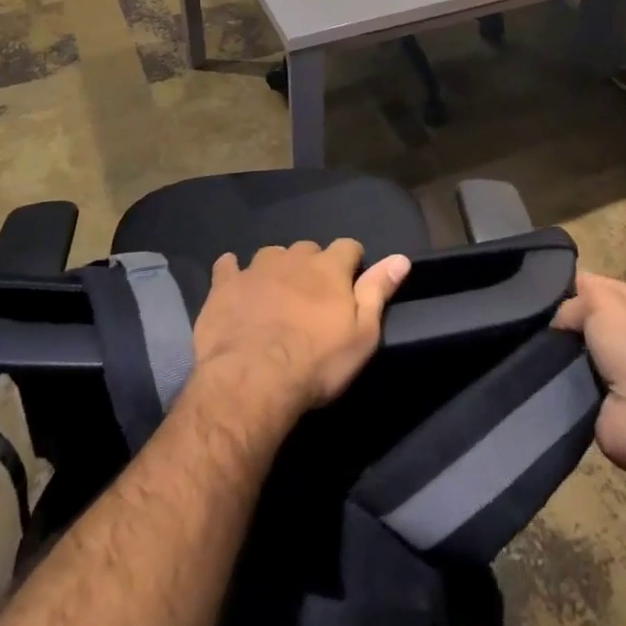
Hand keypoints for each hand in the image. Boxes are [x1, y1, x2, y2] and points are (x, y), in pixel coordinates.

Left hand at [192, 240, 410, 416]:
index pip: (348, 247)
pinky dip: (232, 271)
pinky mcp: (224, 285)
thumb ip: (378, 292)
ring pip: (271, 255)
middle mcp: (293, 258)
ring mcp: (255, 269)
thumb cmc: (316, 362)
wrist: (252, 379)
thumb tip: (401, 258)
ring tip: (276, 293)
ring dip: (277, 268)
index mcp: (329, 268)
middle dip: (312, 265)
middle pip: (308, 249)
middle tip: (312, 296)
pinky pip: (227, 266)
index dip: (352, 261)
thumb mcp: (362, 335)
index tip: (351, 280)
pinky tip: (233, 281)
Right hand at [554, 271, 625, 476]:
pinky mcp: (610, 403)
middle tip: (541, 318)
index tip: (549, 289)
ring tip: (539, 344)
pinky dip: (565, 377)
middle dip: (570, 320)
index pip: (609, 288)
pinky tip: (546, 370)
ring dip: (564, 350)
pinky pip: (579, 380)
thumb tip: (563, 313)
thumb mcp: (605, 302)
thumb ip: (581, 296)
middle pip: (594, 319)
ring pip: (583, 350)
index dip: (581, 285)